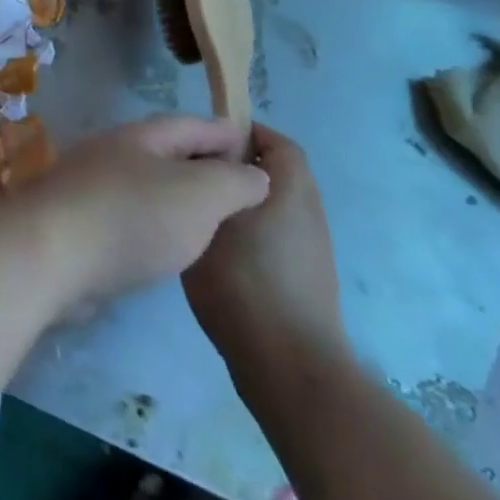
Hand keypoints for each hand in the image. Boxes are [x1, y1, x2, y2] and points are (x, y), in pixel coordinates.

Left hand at [23, 115, 269, 310]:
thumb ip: (233, 182)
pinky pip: (128, 213)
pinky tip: (167, 246)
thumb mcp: (200, 195)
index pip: (190, 125)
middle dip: (200, 162)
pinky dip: (154, 222)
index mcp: (140, 136)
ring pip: (145, 183)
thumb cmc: (132, 216)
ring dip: (176, 194)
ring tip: (211, 218)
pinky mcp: (79, 222)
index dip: (223, 133)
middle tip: (239, 185)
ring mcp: (90, 185)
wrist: (52, 252)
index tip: (253, 143)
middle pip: (165, 151)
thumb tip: (255, 173)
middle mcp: (112, 152)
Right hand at [184, 124, 345, 385]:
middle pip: (269, 173)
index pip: (273, 140)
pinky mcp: (303, 280)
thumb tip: (202, 161)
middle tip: (189, 173)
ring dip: (235, 202)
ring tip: (194, 210)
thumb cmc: (244, 279)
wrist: (288, 367)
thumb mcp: (209, 216)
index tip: (200, 141)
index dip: (239, 132)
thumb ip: (205, 179)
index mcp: (291, 187)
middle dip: (230, 168)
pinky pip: (271, 236)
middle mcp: (308, 212)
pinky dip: (244, 232)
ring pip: (267, 206)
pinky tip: (211, 248)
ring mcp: (310, 250)